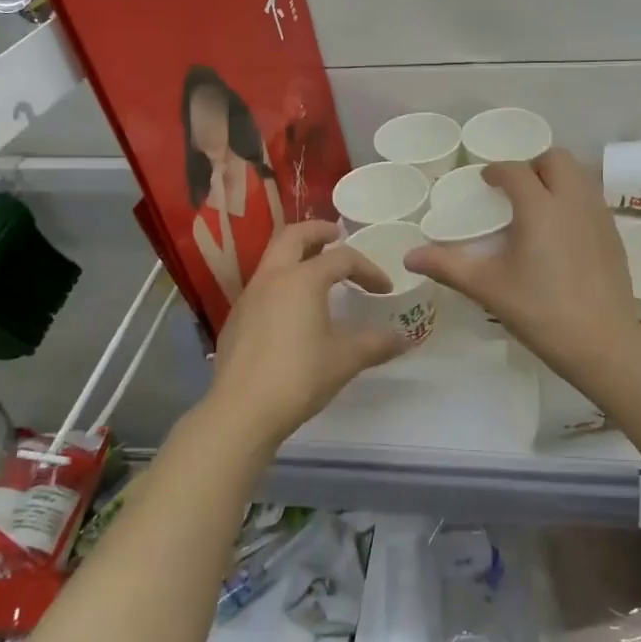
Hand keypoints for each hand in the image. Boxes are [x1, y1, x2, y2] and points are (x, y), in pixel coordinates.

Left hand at [206, 220, 407, 449]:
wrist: (242, 411)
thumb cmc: (299, 376)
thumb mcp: (346, 359)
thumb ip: (377, 344)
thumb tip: (404, 339)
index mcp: (303, 278)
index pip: (342, 258)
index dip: (368, 269)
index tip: (384, 289)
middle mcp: (272, 277)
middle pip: (293, 236)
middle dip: (318, 230)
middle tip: (337, 234)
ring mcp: (249, 296)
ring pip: (272, 258)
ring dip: (297, 255)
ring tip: (316, 269)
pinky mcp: (236, 318)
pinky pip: (262, 285)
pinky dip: (281, 281)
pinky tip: (292, 309)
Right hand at [406, 149, 640, 379]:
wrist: (602, 343)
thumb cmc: (541, 311)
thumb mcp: (488, 288)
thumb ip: (448, 266)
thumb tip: (409, 256)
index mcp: (540, 207)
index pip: (516, 170)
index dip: (497, 171)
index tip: (486, 181)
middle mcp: (573, 201)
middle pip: (556, 159)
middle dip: (533, 165)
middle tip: (515, 190)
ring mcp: (599, 216)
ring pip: (580, 176)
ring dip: (557, 179)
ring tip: (538, 207)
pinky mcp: (614, 235)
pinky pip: (592, 199)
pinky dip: (574, 200)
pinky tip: (562, 233)